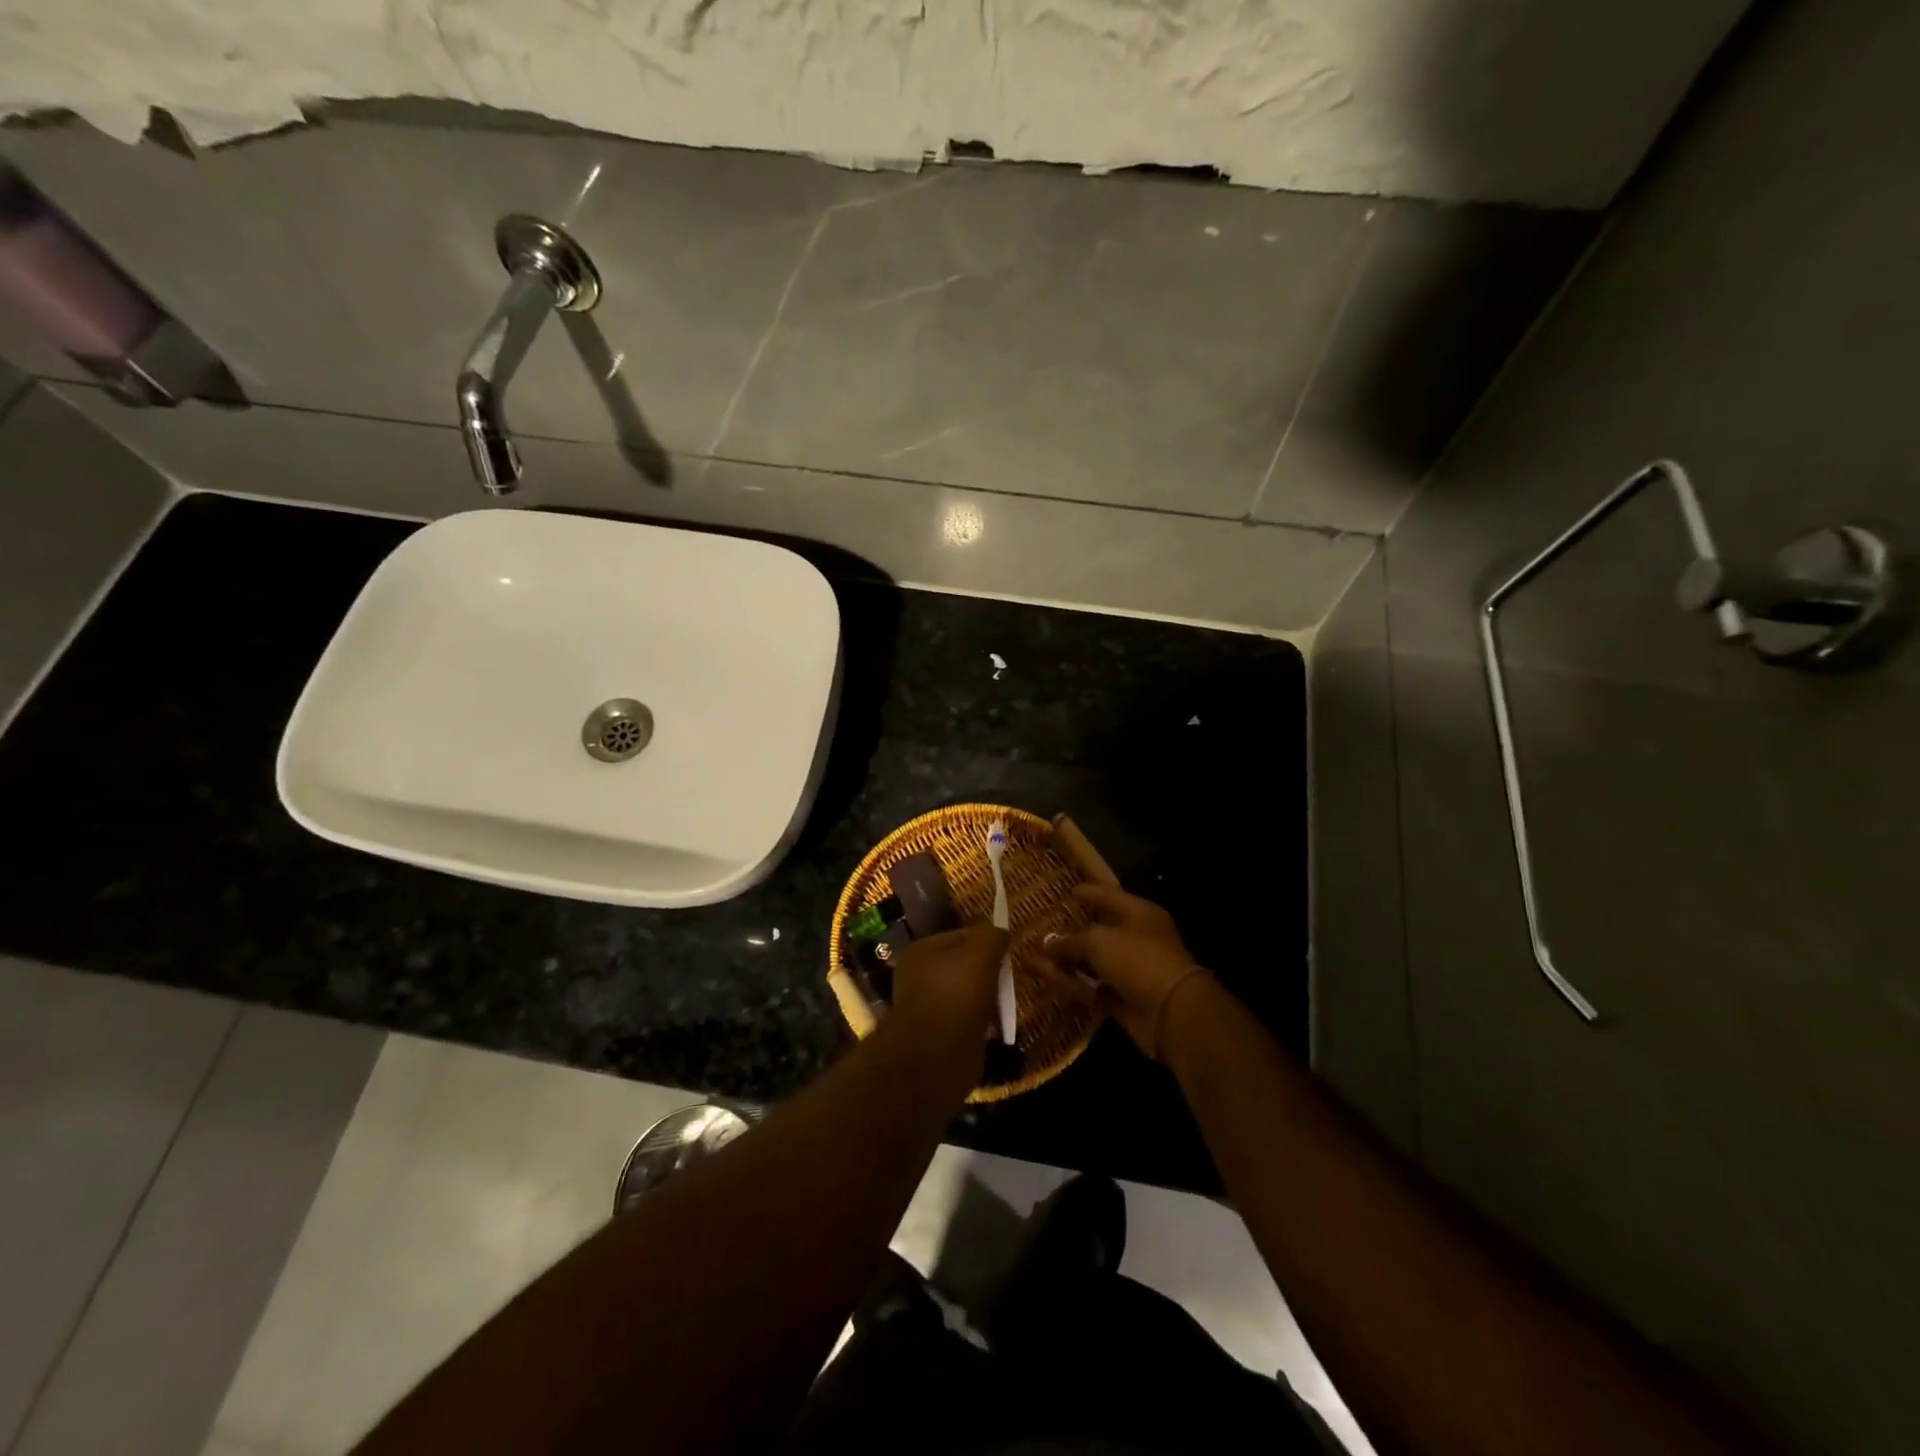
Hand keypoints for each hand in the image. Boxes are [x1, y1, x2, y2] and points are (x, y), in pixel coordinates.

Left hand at [888, 924, 1008, 1045]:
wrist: (937, 1056)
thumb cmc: (957, 993)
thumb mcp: (980, 953)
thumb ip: (992, 936)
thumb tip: (1001, 933)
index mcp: (922, 950)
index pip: (962, 935)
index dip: (988, 941)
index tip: (1010, 952)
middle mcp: (919, 976)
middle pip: (964, 965)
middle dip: (988, 971)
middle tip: (1011, 978)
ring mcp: (927, 1007)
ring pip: (966, 993)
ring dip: (986, 998)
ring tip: (1006, 1003)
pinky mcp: (938, 1035)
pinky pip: (966, 1019)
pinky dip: (981, 1021)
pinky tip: (997, 1025)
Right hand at [1036, 884, 1206, 1059]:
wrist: (1171, 1013)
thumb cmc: (1138, 960)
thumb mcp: (1100, 941)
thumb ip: (1070, 941)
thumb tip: (1046, 943)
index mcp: (1139, 914)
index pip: (1110, 897)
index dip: (1089, 893)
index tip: (1070, 891)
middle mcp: (1136, 939)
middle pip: (1098, 931)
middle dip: (1070, 931)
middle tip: (1044, 926)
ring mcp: (1129, 970)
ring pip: (1090, 962)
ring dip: (1063, 961)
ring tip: (1031, 956)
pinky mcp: (1120, 998)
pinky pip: (1089, 986)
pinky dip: (1068, 982)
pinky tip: (1042, 977)